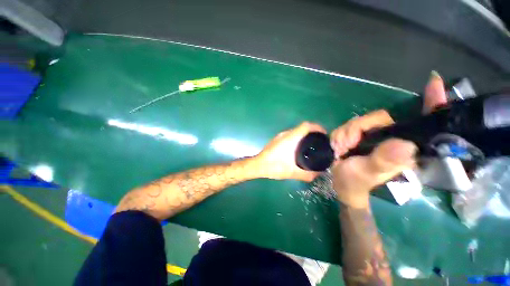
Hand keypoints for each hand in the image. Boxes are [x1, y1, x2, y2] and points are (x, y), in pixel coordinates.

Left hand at [255, 121, 326, 181]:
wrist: (258, 165)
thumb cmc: (274, 167)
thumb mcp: (293, 172)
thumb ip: (307, 174)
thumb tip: (319, 173)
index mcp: (291, 138)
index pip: (306, 126)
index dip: (317, 127)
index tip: (324, 134)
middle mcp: (285, 134)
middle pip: (302, 128)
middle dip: (312, 132)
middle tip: (320, 142)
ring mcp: (280, 136)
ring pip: (296, 131)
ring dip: (304, 136)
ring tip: (311, 145)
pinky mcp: (276, 139)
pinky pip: (290, 135)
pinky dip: (297, 139)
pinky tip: (298, 149)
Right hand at [330, 71, 447, 207]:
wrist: (341, 182)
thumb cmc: (356, 181)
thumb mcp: (368, 173)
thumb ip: (383, 160)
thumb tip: (404, 144)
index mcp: (403, 147)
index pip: (422, 123)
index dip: (431, 103)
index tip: (434, 82)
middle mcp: (391, 138)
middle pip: (378, 118)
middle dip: (358, 128)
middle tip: (347, 144)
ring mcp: (373, 135)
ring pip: (360, 121)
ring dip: (345, 134)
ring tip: (341, 148)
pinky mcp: (360, 135)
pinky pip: (349, 126)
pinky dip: (340, 134)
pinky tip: (339, 145)